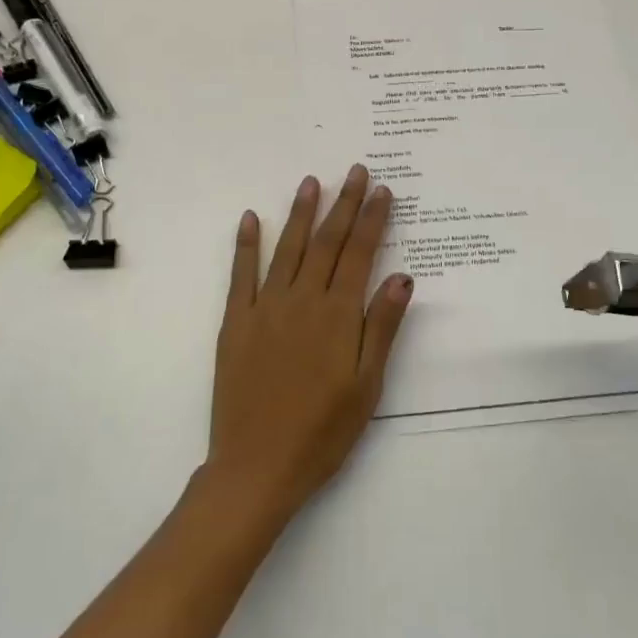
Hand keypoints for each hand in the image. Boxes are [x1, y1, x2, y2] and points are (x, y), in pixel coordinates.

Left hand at [205, 167, 413, 526]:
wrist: (257, 466)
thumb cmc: (323, 432)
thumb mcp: (367, 386)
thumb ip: (382, 328)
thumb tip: (402, 277)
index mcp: (338, 316)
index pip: (360, 254)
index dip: (373, 219)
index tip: (382, 190)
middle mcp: (303, 301)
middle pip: (328, 242)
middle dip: (344, 204)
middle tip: (356, 171)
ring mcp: (265, 308)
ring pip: (288, 249)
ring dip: (301, 213)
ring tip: (311, 182)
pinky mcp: (236, 323)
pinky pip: (241, 275)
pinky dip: (247, 244)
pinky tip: (252, 218)